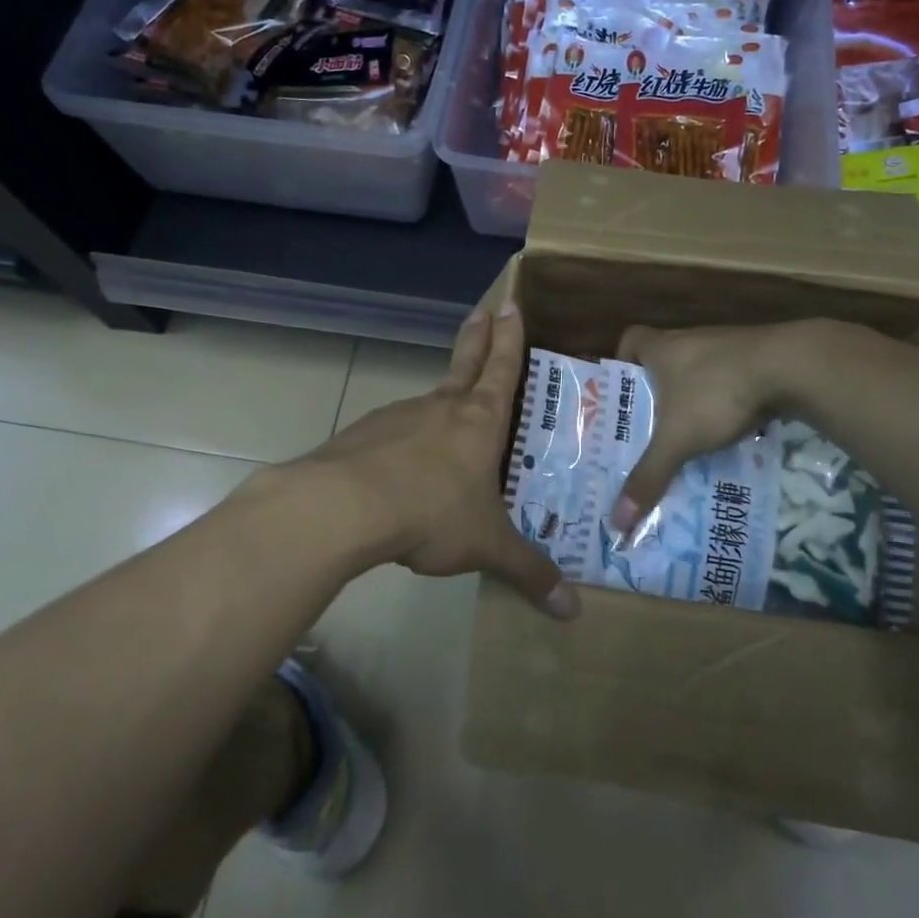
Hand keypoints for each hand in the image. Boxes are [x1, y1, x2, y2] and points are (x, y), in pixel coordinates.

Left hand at [304, 302, 578, 619]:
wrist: (346, 506)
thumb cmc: (432, 512)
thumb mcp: (486, 545)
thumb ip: (528, 572)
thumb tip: (572, 612)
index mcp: (479, 421)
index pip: (502, 369)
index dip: (509, 338)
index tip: (510, 305)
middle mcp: (441, 408)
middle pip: (464, 363)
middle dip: (478, 337)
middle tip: (484, 311)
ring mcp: (399, 417)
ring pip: (429, 401)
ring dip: (442, 399)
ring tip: (448, 419)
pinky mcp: (364, 435)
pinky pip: (394, 433)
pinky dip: (404, 439)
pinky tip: (401, 469)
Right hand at [612, 320, 857, 535]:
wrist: (789, 367)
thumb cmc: (716, 393)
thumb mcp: (678, 440)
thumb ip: (649, 477)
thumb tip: (616, 524)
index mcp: (661, 348)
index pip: (631, 339)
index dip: (622, 361)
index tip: (624, 390)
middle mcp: (689, 340)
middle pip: (664, 359)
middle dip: (658, 391)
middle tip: (652, 426)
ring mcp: (725, 346)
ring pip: (698, 371)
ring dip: (693, 397)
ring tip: (690, 435)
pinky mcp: (755, 357)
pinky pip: (729, 377)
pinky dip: (725, 399)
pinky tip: (731, 427)